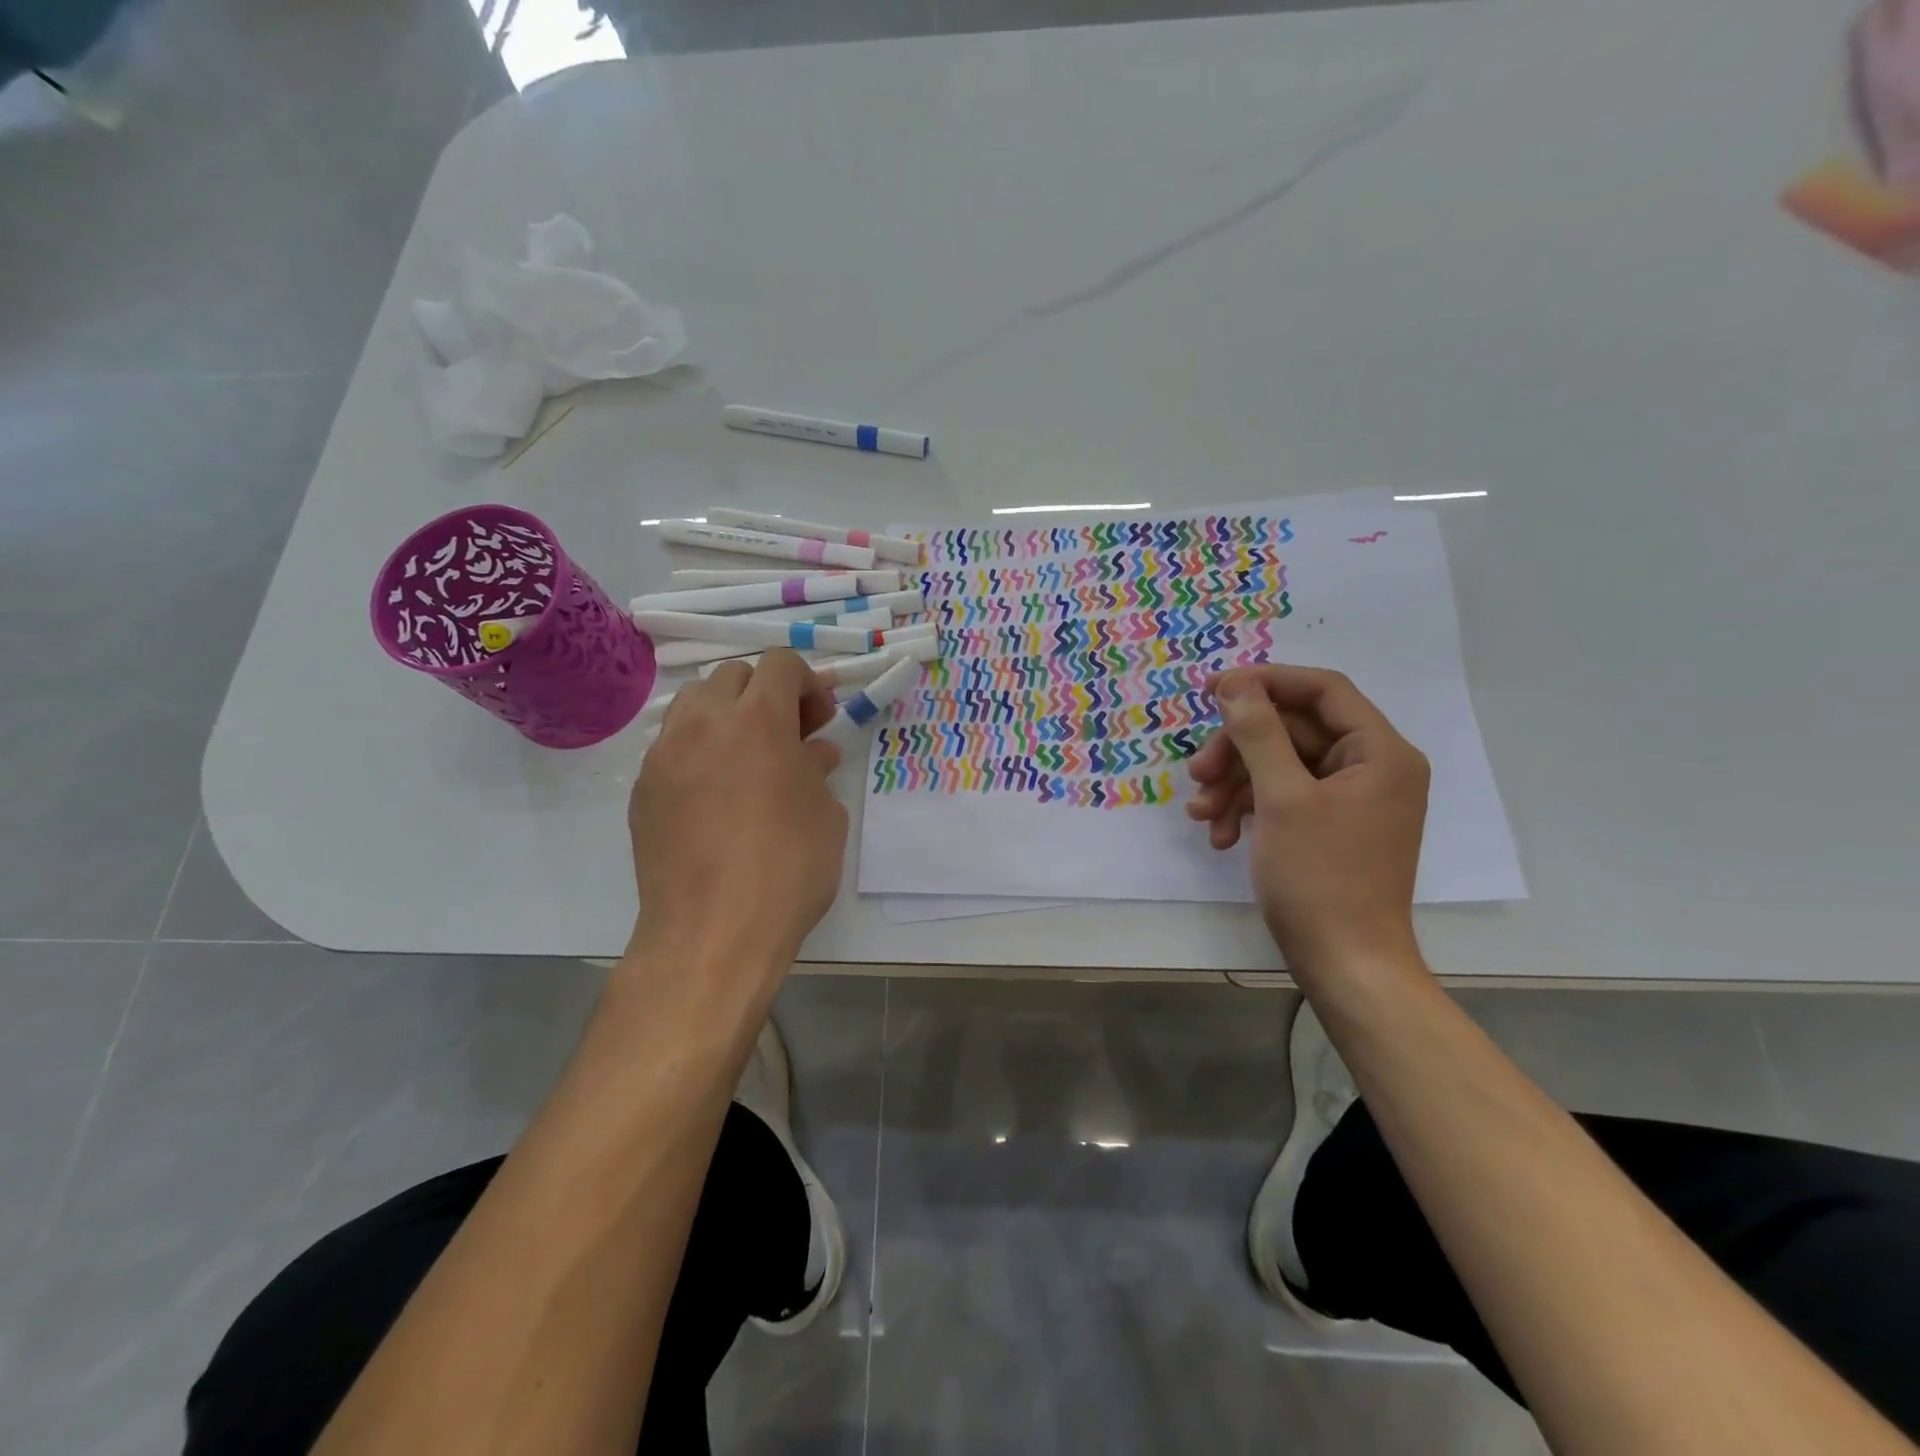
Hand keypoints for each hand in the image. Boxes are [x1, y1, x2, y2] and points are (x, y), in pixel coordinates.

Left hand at [628, 650, 847, 970]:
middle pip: (733, 677)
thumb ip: (816, 771)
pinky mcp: (642, 789)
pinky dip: (698, 753)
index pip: (780, 664)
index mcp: (758, 720)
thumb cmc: (787, 868)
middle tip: (785, 739)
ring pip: (694, 705)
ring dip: (726, 717)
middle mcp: (705, 723)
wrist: (713, 932)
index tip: (818, 722)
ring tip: (746, 761)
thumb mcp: (825, 815)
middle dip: (765, 696)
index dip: (806, 684)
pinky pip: (672, 748)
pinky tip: (715, 798)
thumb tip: (810, 754)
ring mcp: (665, 755)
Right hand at [1186, 665, 1429, 969]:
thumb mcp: (1282, 798)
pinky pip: (1284, 798)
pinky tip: (1219, 836)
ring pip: (1280, 766)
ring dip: (1235, 785)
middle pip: (1293, 731)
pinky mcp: (1330, 826)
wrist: (1345, 964)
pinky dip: (1248, 810)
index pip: (1322, 690)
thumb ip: (1257, 733)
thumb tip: (1236, 683)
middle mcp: (1371, 768)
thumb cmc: (1320, 877)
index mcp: (1379, 752)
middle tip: (1197, 773)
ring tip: (1201, 815)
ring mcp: (1350, 800)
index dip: (1265, 682)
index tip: (1212, 690)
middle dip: (1238, 750)